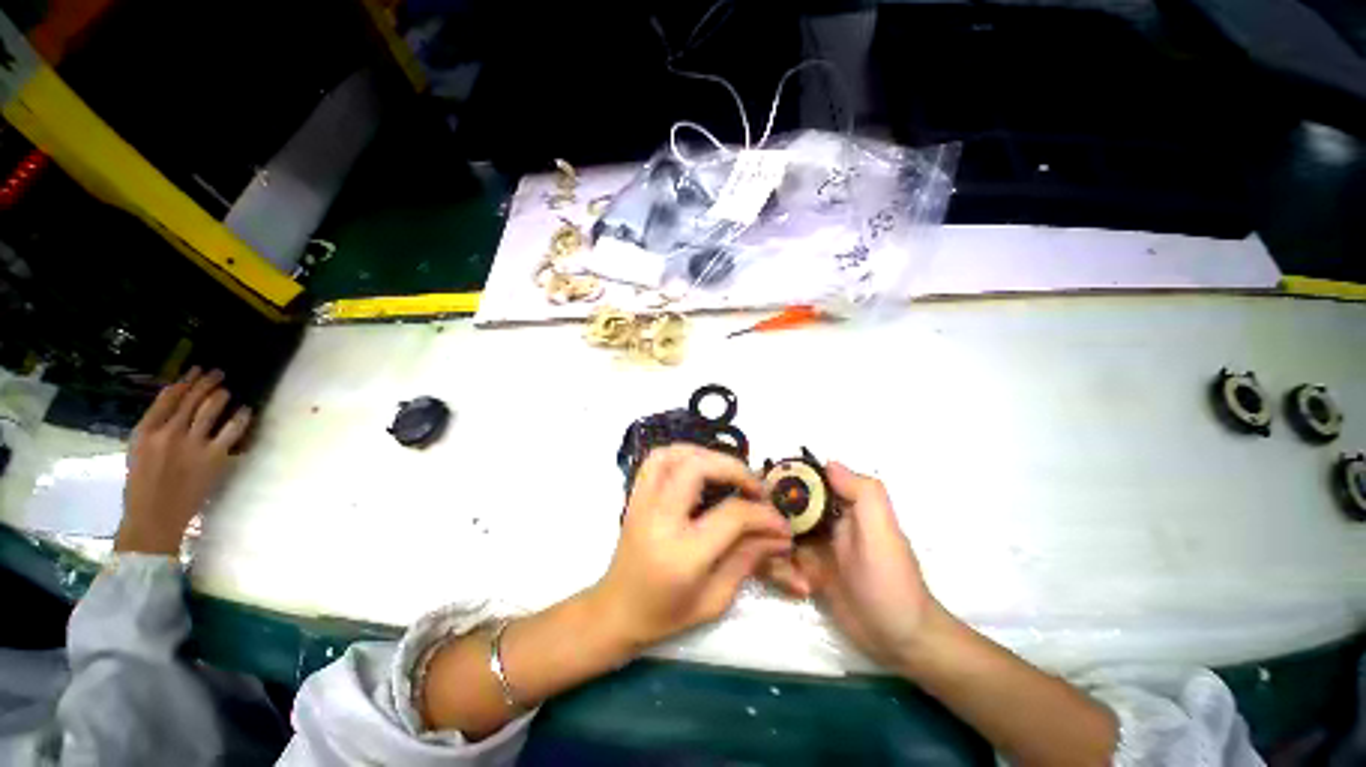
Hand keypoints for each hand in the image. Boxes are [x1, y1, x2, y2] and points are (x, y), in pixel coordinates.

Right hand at [116, 368, 251, 554]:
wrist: (154, 518)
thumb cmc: (142, 486)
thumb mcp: (138, 451)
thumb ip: (155, 428)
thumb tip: (176, 405)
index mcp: (145, 432)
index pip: (168, 397)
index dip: (185, 381)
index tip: (196, 370)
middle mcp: (169, 434)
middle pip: (192, 399)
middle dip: (206, 382)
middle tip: (218, 373)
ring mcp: (193, 445)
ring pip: (211, 409)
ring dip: (221, 396)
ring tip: (227, 390)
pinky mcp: (214, 458)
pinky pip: (232, 431)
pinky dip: (241, 417)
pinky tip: (245, 411)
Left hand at [590, 444, 793, 648]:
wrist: (616, 611)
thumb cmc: (666, 615)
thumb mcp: (714, 599)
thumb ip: (748, 559)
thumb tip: (779, 534)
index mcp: (683, 553)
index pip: (731, 515)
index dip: (763, 514)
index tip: (781, 522)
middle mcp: (660, 518)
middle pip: (698, 469)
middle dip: (735, 470)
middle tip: (755, 488)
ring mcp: (643, 502)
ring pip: (674, 454)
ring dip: (707, 456)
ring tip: (728, 473)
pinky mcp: (636, 495)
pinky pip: (657, 459)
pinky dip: (683, 454)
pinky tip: (700, 468)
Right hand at [768, 461, 941, 669]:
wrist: (902, 640)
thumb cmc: (891, 581)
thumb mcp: (883, 532)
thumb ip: (862, 493)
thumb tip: (827, 462)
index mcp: (840, 506)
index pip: (803, 483)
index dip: (779, 482)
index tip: (757, 491)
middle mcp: (822, 521)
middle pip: (782, 508)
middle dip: (768, 522)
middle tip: (763, 538)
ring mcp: (813, 547)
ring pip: (776, 535)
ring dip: (774, 552)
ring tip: (793, 575)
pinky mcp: (807, 572)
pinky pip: (781, 562)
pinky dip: (781, 573)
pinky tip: (799, 588)